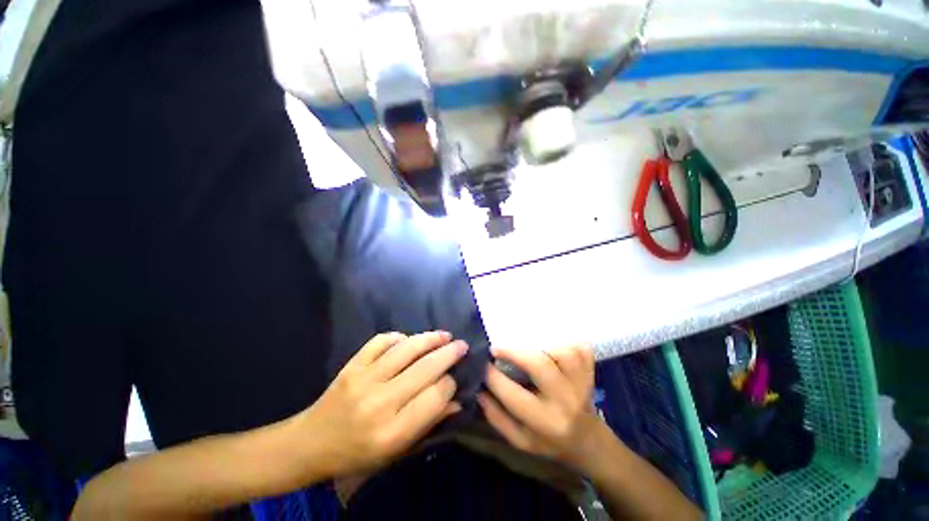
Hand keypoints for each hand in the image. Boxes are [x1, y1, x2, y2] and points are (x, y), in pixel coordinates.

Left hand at [300, 331, 466, 476]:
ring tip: (444, 335)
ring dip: (430, 338)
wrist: (312, 443)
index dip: (450, 383)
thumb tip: (458, 400)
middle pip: (425, 368)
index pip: (435, 397)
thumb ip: (429, 423)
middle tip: (462, 345)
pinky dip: (398, 337)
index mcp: (393, 432)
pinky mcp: (352, 365)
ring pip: (407, 349)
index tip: (455, 378)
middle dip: (449, 353)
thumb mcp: (397, 450)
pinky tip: (408, 339)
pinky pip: (381, 341)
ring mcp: (364, 379)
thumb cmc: (359, 452)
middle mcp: (380, 402)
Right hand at [477, 344, 606, 470]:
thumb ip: (497, 417)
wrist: (587, 441)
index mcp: (545, 422)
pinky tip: (554, 342)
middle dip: (514, 352)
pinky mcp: (591, 372)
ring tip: (527, 345)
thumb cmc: (549, 441)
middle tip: (497, 347)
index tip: (482, 363)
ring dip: (543, 344)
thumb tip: (478, 388)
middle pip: (540, 365)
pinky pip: (581, 349)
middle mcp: (566, 401)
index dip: (493, 376)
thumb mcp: (520, 440)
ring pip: (564, 352)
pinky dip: (567, 341)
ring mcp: (582, 384)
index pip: (513, 395)